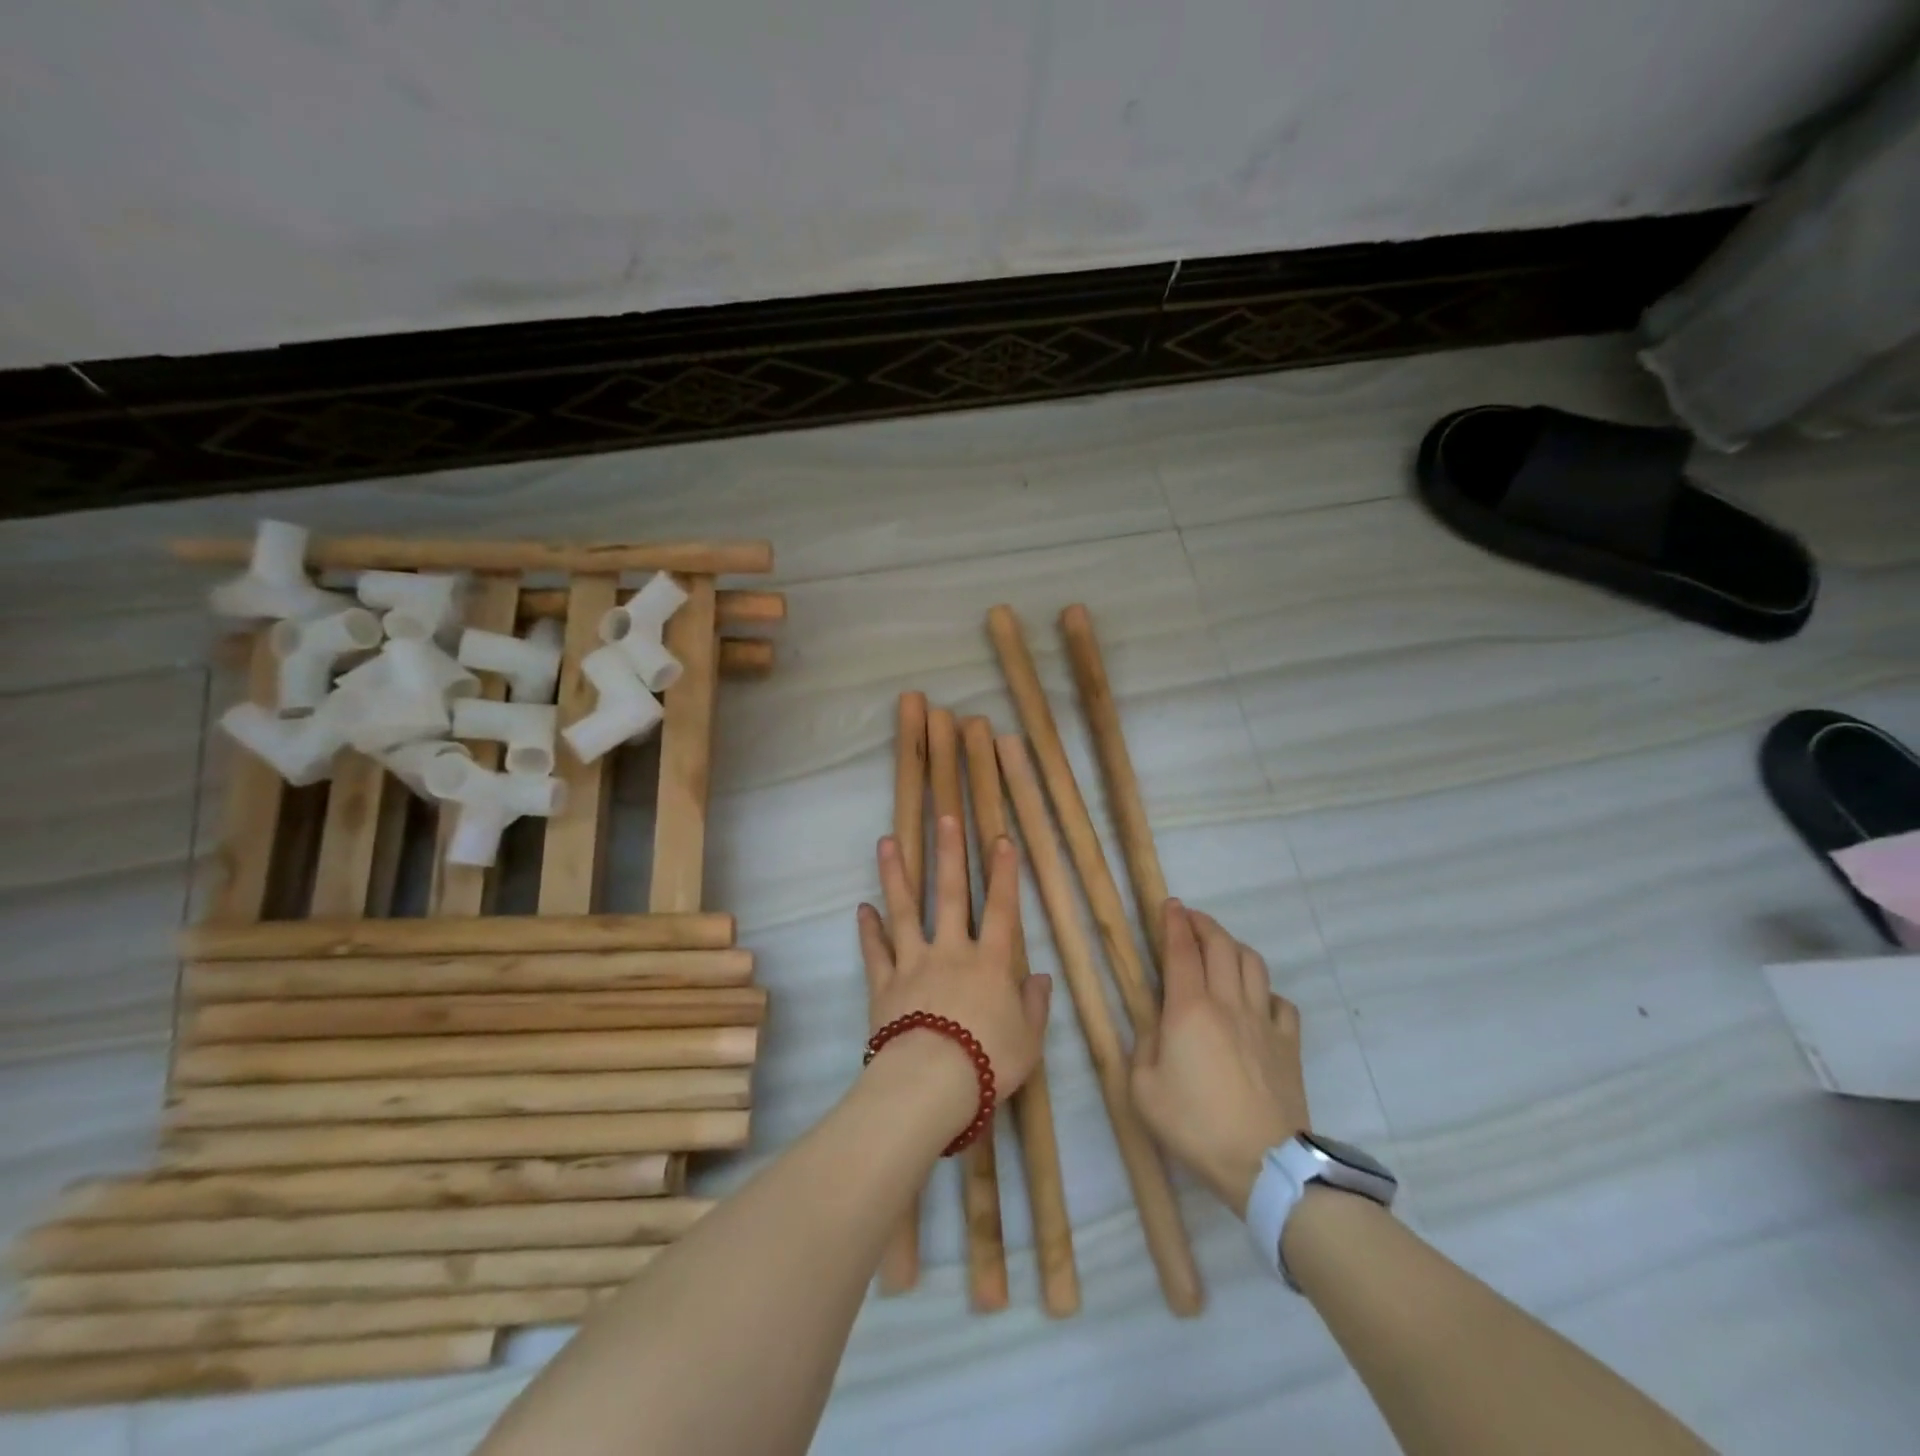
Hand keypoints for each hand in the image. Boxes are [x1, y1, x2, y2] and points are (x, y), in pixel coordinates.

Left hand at [857, 816, 1052, 1115]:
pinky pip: (876, 952)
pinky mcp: (884, 984)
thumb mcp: (1028, 1041)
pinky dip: (869, 930)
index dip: (1004, 874)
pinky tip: (862, 909)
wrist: (931, 1084)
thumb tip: (1040, 977)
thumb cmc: (988, 1062)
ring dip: (896, 875)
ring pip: (904, 911)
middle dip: (949, 853)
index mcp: (990, 963)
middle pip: (950, 895)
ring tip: (887, 842)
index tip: (1001, 840)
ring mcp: (914, 964)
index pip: (1002, 910)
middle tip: (944, 817)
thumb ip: (1034, 1006)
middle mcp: (951, 952)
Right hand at [1132, 901, 1308, 1216]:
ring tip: (1220, 949)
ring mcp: (1263, 1022)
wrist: (1264, 1165)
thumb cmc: (1196, 1125)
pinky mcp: (1288, 1044)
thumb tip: (1157, 1022)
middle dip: (1204, 924)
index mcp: (1189, 1009)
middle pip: (1221, 946)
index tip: (1170, 905)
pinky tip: (1256, 1000)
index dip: (1174, 923)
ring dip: (1234, 947)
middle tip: (1191, 919)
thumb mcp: (1144, 1089)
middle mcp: (1228, 1003)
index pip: (1182, 950)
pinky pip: (1280, 1002)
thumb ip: (1145, 1045)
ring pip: (1253, 964)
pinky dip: (1265, 991)